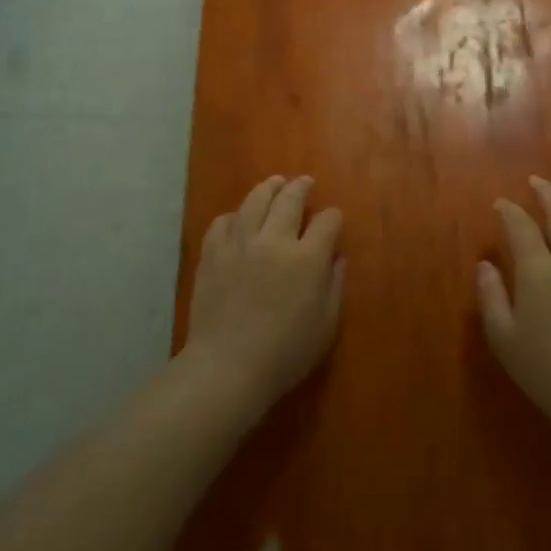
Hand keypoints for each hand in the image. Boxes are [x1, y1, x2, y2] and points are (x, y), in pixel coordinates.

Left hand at [183, 175, 344, 419]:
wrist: (226, 368)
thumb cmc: (285, 354)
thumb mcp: (326, 326)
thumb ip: (335, 286)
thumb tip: (337, 258)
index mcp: (307, 258)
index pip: (327, 221)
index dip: (333, 217)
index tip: (332, 220)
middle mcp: (274, 240)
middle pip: (290, 199)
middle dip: (301, 187)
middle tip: (305, 182)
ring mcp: (240, 244)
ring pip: (255, 200)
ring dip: (269, 188)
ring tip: (275, 183)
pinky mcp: (213, 254)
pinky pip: (223, 221)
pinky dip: (235, 215)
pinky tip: (239, 219)